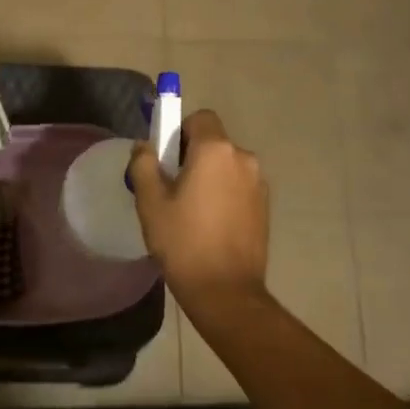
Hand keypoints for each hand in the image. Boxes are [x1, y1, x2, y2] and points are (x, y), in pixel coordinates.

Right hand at [127, 109, 269, 307]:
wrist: (226, 290)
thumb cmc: (183, 242)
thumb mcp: (150, 202)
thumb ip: (144, 164)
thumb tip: (145, 147)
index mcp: (216, 151)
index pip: (199, 118)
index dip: (179, 130)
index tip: (166, 158)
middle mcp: (243, 158)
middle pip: (213, 142)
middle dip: (192, 156)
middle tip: (171, 188)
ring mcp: (259, 183)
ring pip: (226, 165)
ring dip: (209, 176)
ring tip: (190, 211)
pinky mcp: (265, 206)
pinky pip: (238, 186)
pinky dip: (224, 194)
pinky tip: (210, 224)